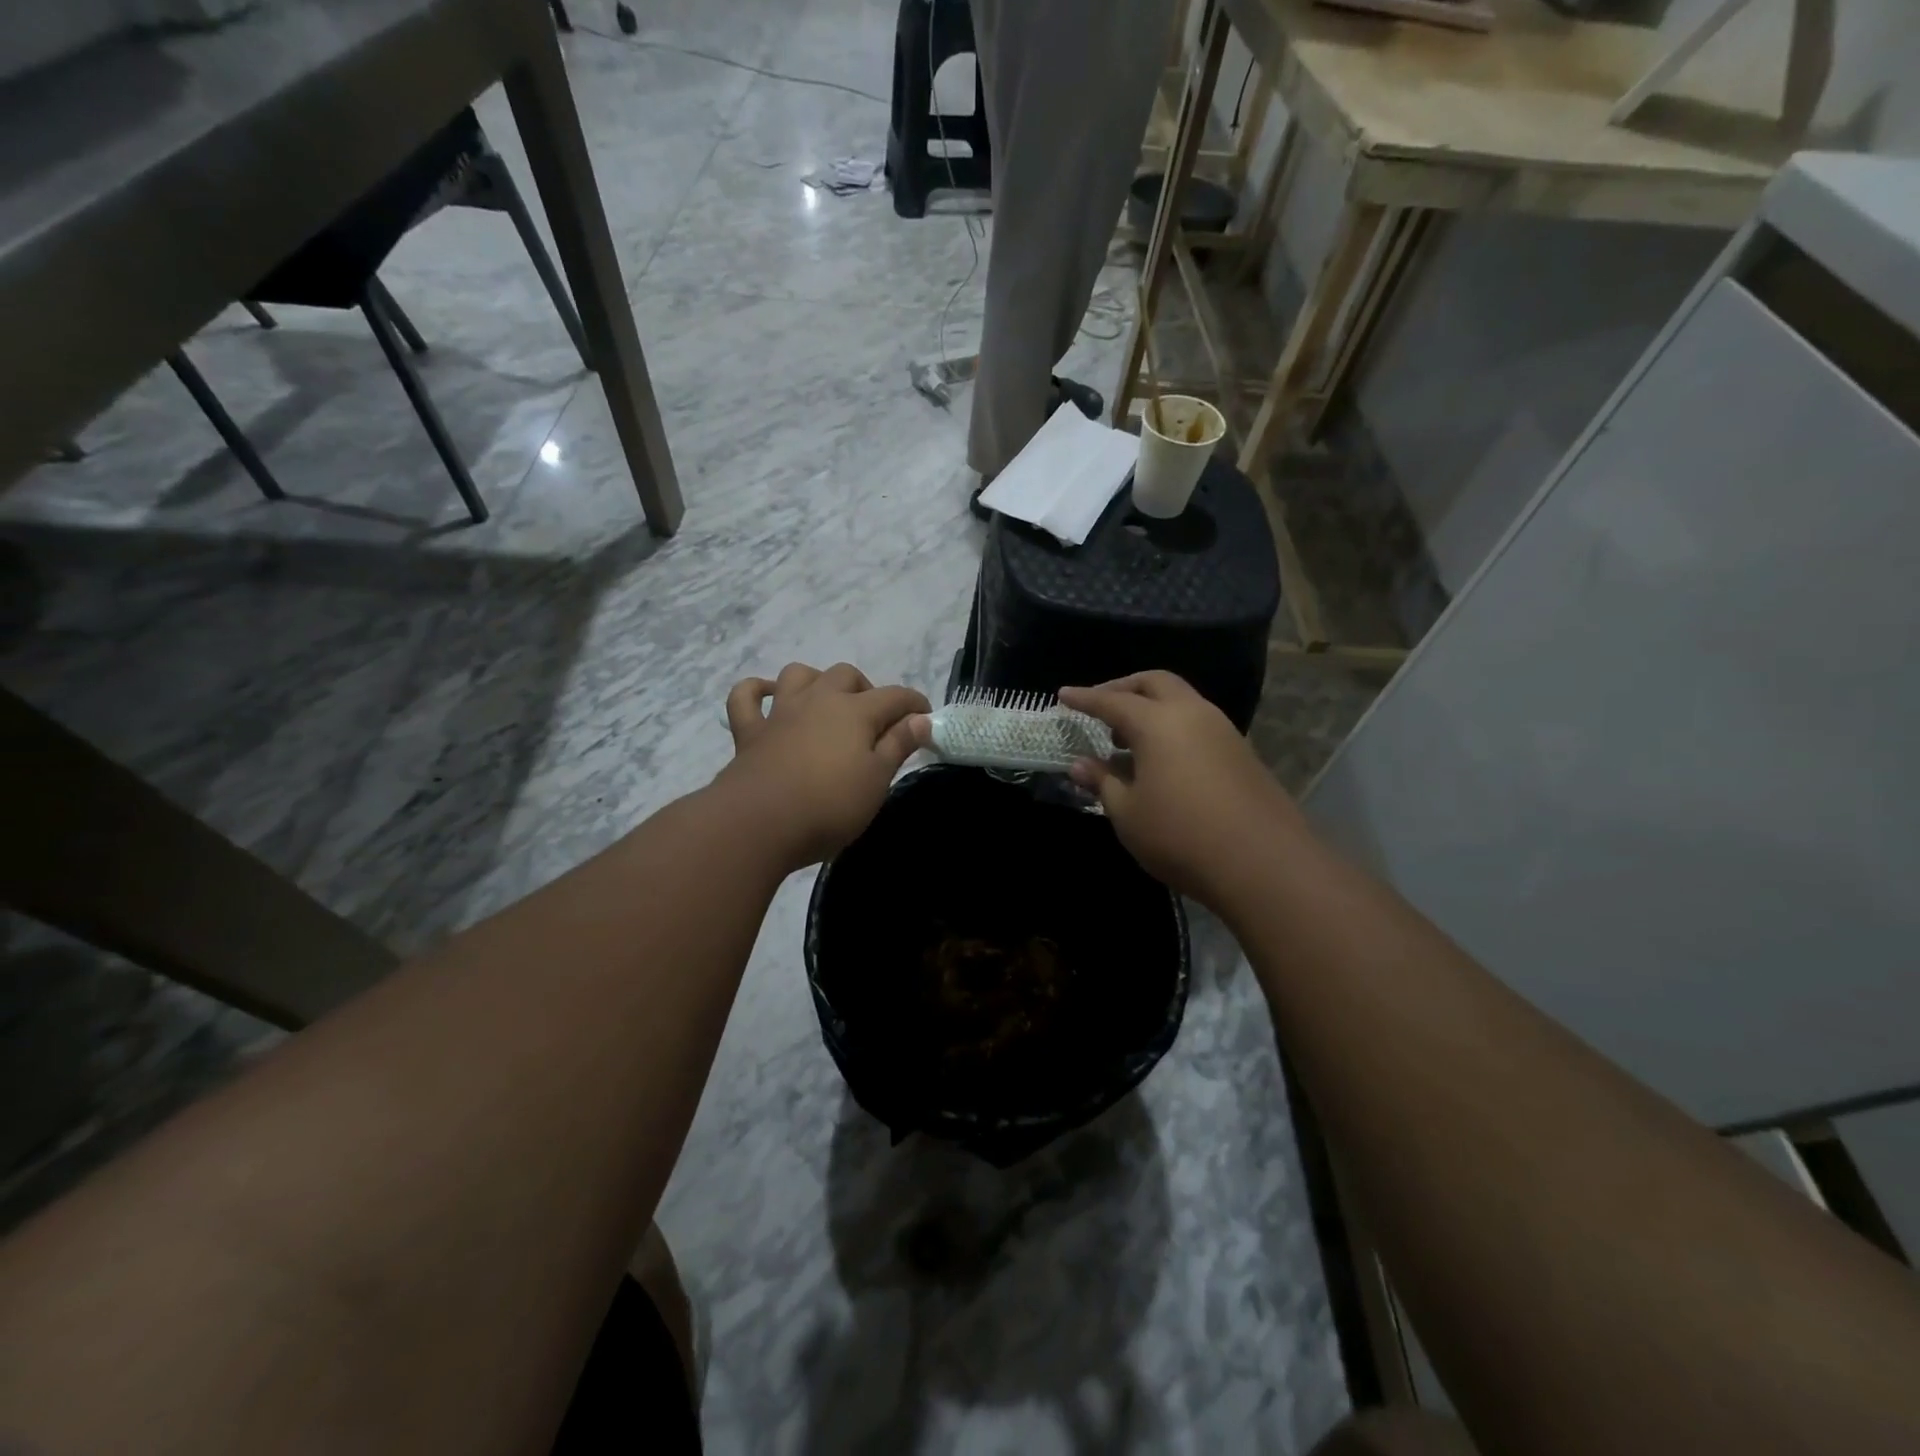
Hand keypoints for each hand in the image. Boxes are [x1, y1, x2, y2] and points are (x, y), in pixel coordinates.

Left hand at [718, 663, 928, 866]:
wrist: (758, 823)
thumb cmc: (829, 805)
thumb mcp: (876, 781)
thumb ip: (898, 746)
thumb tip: (920, 719)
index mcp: (855, 712)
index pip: (895, 696)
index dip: (914, 705)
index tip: (926, 721)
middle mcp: (818, 700)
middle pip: (846, 675)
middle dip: (866, 690)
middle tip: (875, 721)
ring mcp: (780, 713)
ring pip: (799, 675)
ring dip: (816, 681)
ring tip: (826, 703)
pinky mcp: (749, 732)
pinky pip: (746, 697)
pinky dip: (757, 691)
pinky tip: (768, 697)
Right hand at [1060, 672, 1303, 901]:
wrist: (1264, 863)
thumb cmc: (1181, 836)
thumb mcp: (1128, 814)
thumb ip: (1102, 782)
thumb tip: (1080, 764)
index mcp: (1158, 723)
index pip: (1112, 701)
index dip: (1085, 698)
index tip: (1063, 695)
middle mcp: (1192, 714)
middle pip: (1154, 683)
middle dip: (1123, 688)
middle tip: (1100, 707)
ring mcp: (1223, 730)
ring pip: (1181, 700)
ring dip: (1151, 707)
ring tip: (1127, 740)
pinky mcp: (1242, 752)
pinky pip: (1198, 723)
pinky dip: (1173, 727)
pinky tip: (1162, 760)